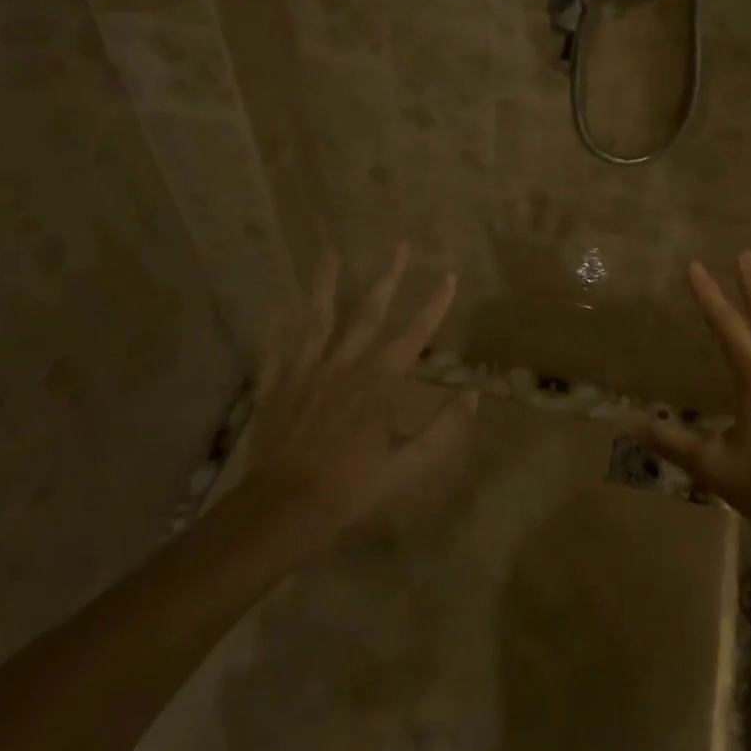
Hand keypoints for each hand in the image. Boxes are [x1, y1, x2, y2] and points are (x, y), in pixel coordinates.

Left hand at [230, 244, 478, 560]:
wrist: (284, 507)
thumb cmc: (352, 487)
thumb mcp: (409, 465)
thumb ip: (443, 428)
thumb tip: (474, 395)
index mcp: (378, 381)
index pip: (414, 334)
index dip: (435, 304)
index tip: (449, 275)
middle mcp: (343, 365)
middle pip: (368, 312)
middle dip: (388, 276)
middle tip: (398, 243)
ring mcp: (305, 371)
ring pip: (318, 318)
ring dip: (326, 283)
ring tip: (329, 251)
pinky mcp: (276, 386)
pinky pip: (277, 348)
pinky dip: (279, 325)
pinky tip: (279, 304)